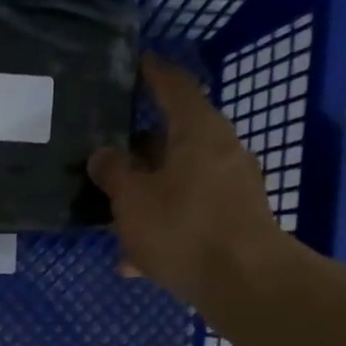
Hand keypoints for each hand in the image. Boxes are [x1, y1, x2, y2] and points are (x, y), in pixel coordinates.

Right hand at [87, 55, 289, 308]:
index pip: (174, 87)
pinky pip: (188, 214)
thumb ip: (113, 172)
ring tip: (115, 213)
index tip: (137, 63)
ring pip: (179, 181)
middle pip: (176, 138)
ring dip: (148, 194)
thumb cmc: (183, 228)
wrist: (243, 283)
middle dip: (142, 147)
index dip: (153, 74)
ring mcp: (230, 188)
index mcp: (198, 131)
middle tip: (109, 150)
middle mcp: (220, 151)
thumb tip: (103, 154)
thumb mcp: (132, 199)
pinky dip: (162, 226)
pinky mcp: (233, 223)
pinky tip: (135, 259)